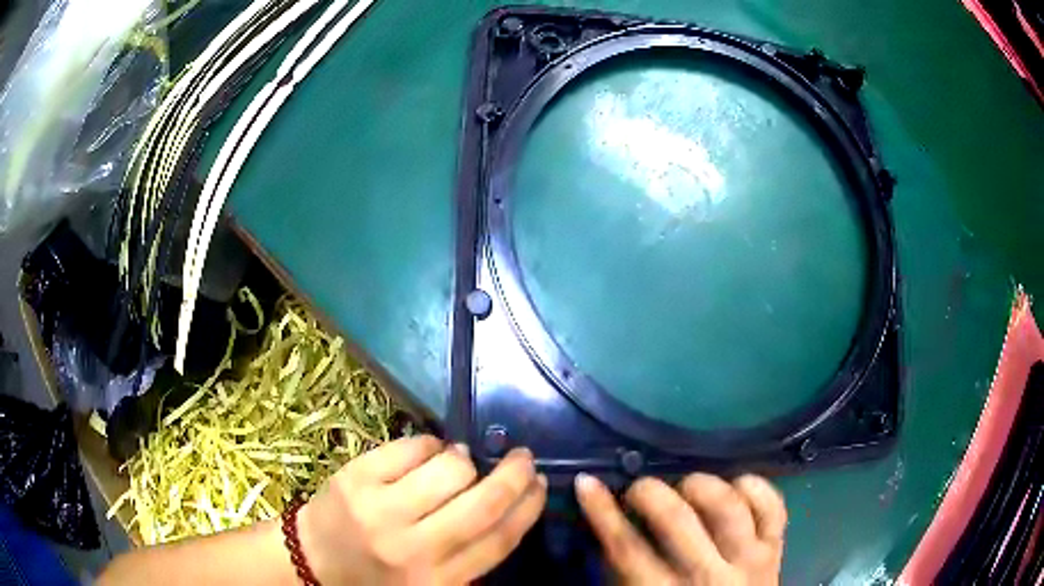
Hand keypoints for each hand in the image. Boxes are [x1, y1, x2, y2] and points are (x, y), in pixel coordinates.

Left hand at [297, 435, 545, 584]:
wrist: (313, 562)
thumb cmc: (378, 575)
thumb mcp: (432, 584)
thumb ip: (469, 558)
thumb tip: (509, 506)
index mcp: (437, 581)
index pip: (498, 541)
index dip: (527, 508)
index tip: (541, 485)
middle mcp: (412, 548)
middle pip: (482, 503)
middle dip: (512, 474)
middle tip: (522, 458)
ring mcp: (380, 510)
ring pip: (450, 468)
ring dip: (465, 459)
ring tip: (462, 461)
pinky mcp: (356, 479)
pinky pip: (411, 446)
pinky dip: (430, 444)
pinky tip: (429, 453)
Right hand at [576, 472, 785, 584]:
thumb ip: (625, 574)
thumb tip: (610, 528)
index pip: (627, 548)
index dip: (603, 512)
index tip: (587, 483)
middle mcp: (709, 575)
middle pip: (676, 519)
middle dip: (649, 491)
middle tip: (639, 488)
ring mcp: (749, 559)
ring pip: (728, 505)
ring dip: (701, 484)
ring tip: (687, 486)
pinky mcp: (775, 548)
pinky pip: (772, 506)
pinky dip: (754, 486)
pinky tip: (735, 484)